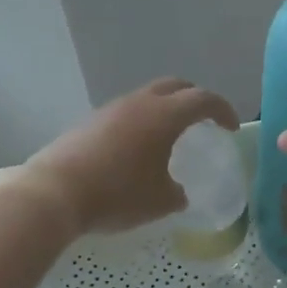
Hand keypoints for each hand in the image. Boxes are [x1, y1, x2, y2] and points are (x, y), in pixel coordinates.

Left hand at [22, 79, 239, 234]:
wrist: (55, 193)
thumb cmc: (118, 195)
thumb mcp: (159, 201)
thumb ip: (176, 193)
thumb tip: (177, 191)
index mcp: (164, 115)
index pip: (203, 100)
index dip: (222, 110)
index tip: (230, 127)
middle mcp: (139, 103)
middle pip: (175, 86)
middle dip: (194, 98)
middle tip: (204, 119)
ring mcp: (111, 109)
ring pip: (147, 97)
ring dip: (164, 109)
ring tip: (170, 136)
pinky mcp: (90, 122)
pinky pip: (126, 113)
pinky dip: (141, 122)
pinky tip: (137, 149)